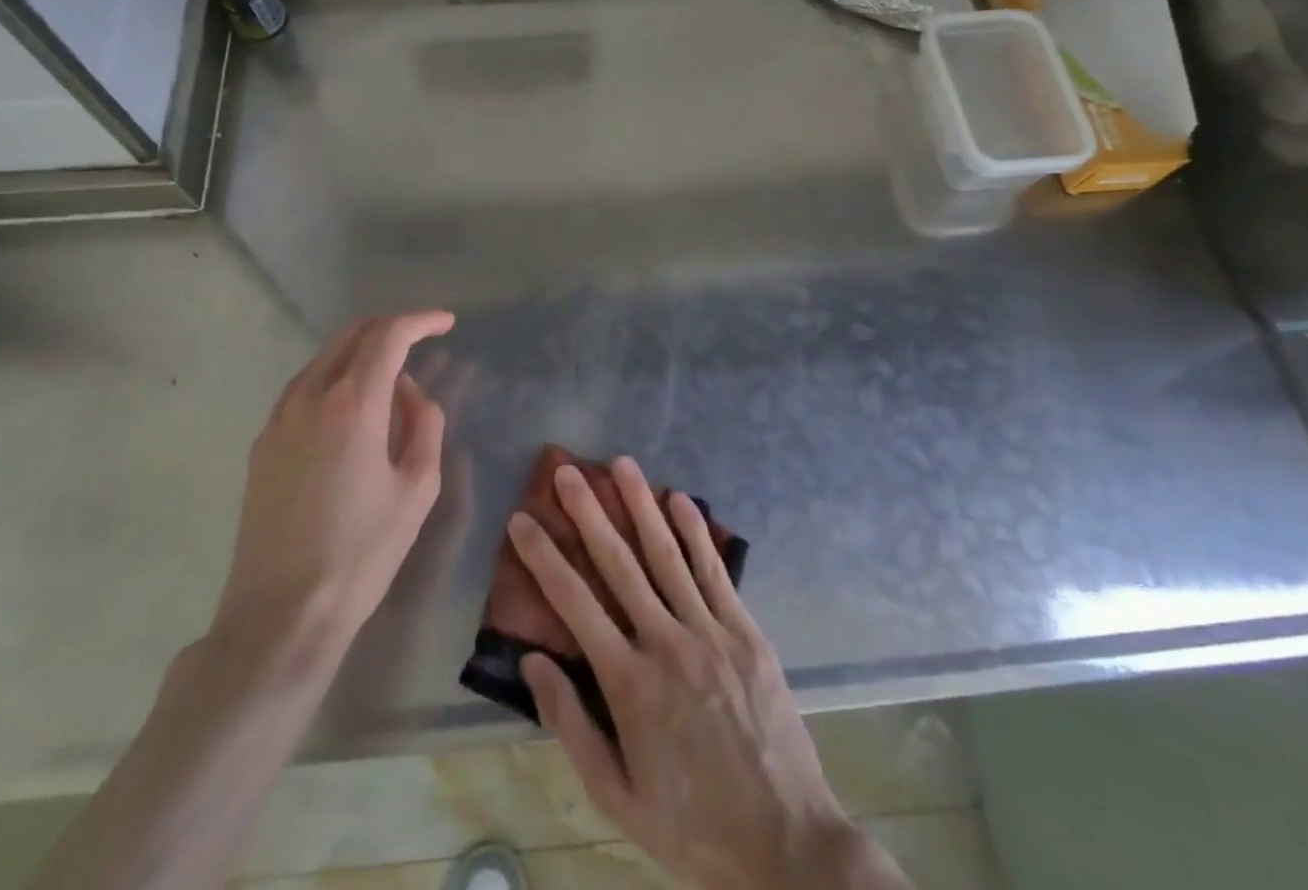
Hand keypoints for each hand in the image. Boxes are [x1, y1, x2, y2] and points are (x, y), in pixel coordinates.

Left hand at [212, 311, 454, 654]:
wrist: (281, 615)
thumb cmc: (362, 553)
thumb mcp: (418, 488)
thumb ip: (424, 424)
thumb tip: (410, 391)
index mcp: (353, 403)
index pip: (388, 336)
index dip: (420, 321)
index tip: (446, 322)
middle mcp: (310, 396)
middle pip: (351, 334)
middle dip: (390, 327)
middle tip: (421, 337)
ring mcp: (279, 418)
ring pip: (324, 358)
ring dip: (360, 350)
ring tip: (390, 373)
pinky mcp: (262, 443)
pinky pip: (303, 388)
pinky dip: (334, 377)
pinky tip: (351, 407)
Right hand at [509, 458, 906, 889]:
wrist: (786, 842)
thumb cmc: (691, 823)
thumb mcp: (617, 795)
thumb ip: (571, 724)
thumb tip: (532, 662)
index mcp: (629, 684)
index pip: (574, 604)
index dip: (544, 558)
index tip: (521, 520)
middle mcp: (666, 643)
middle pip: (619, 564)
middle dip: (589, 512)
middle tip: (566, 471)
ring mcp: (710, 632)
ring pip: (667, 555)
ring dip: (641, 505)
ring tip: (621, 464)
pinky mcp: (746, 631)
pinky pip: (715, 571)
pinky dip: (695, 532)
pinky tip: (680, 499)